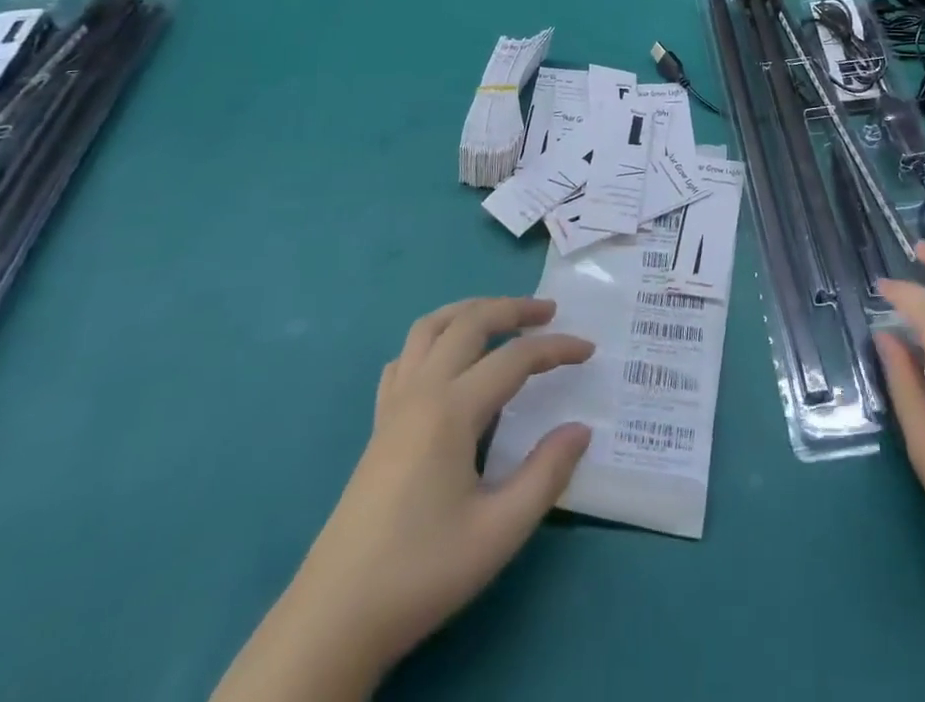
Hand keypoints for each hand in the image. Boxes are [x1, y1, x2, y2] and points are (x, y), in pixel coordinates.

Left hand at [214, 297, 593, 700]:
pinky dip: (433, 340)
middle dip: (513, 308)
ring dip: (469, 311)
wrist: (336, 617)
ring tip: (500, 318)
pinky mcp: (378, 425)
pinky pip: (405, 358)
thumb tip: (581, 429)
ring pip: (429, 328)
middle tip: (549, 312)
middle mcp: (421, 391)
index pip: (514, 358)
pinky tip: (447, 360)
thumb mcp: (499, 531)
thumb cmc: (422, 570)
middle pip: (469, 322)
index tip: (588, 350)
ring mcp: (393, 405)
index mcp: (451, 409)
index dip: (555, 348)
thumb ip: (546, 474)